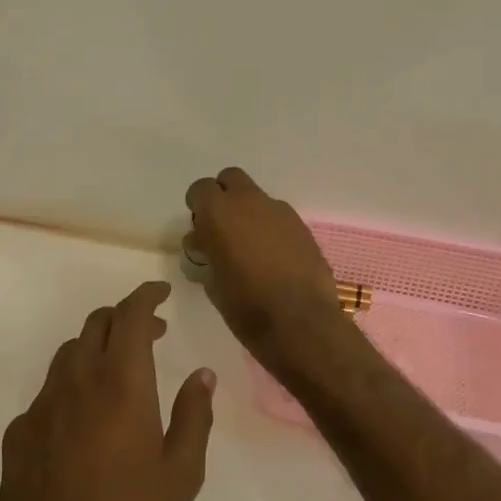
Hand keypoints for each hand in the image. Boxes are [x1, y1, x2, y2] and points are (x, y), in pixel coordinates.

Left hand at [0, 282, 215, 500]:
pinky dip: (71, 387)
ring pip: (68, 354)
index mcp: (120, 384)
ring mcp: (40, 406)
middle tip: (151, 334)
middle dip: (124, 317)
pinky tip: (82, 421)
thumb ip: (193, 416)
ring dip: (96, 348)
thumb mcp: (181, 475)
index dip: (146, 296)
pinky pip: (47, 393)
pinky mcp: (17, 434)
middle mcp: (76, 382)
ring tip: (118, 372)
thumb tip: (202, 375)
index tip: (162, 292)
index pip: (130, 316)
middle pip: (95, 324)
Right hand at [183, 166, 341, 368]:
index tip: (199, 229)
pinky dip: (270, 228)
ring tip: (249, 247)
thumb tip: (203, 243)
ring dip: (249, 213)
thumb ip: (206, 254)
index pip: (200, 189)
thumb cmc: (246, 306)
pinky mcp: (302, 227)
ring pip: (257, 197)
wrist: (301, 322)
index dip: (198, 206)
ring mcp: (280, 212)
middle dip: (223, 196)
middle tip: (221, 228)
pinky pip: (278, 217)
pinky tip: (273, 258)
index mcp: (220, 213)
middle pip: (231, 178)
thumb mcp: (212, 283)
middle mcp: (250, 202)